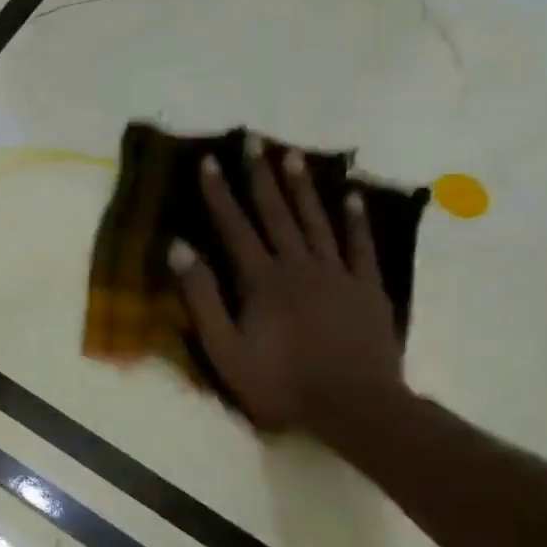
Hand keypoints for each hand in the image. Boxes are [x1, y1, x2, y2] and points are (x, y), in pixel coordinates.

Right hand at [172, 138, 406, 437]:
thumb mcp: (224, 349)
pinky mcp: (367, 287)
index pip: (235, 228)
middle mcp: (299, 266)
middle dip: (261, 176)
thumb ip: (201, 298)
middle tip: (254, 139)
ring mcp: (338, 274)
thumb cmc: (279, 383)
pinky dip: (354, 218)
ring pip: (317, 221)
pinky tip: (351, 195)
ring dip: (303, 187)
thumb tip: (179, 249)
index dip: (219, 194)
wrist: (354, 406)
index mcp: (261, 281)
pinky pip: (360, 244)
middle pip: (277, 214)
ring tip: (293, 155)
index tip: (208, 161)